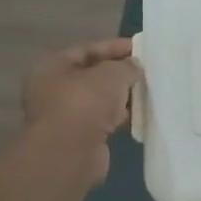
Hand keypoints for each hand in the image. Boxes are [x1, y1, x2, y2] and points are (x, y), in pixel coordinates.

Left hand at [22, 38, 140, 183]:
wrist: (70, 153)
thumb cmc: (85, 103)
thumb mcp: (112, 74)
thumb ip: (126, 66)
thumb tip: (134, 66)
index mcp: (52, 67)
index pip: (87, 50)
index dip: (114, 47)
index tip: (139, 48)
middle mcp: (53, 89)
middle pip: (92, 75)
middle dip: (119, 73)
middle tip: (145, 70)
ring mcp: (65, 115)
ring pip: (99, 100)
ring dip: (121, 97)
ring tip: (148, 91)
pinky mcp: (78, 138)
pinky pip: (103, 121)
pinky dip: (119, 117)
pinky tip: (140, 114)